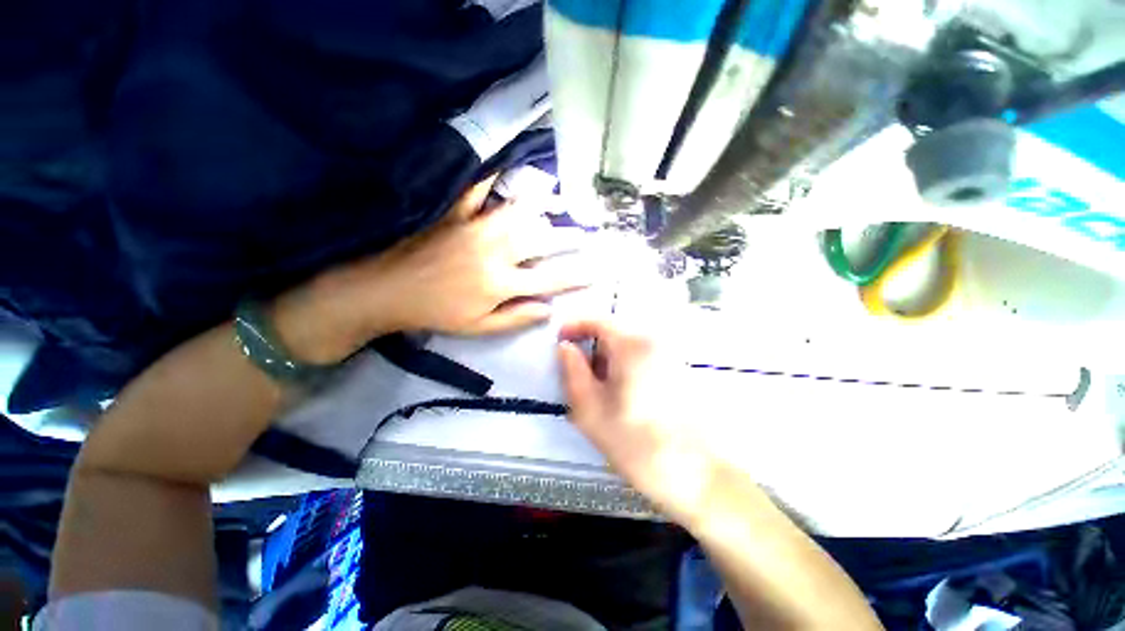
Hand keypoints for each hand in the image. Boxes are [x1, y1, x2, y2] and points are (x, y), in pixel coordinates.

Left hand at [273, 176, 591, 363]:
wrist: (387, 291)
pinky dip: (490, 178)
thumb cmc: (436, 313)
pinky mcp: (454, 213)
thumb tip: (549, 310)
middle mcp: (495, 252)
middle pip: (541, 242)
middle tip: (585, 235)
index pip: (550, 280)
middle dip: (568, 239)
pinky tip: (504, 169)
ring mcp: (475, 228)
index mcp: (501, 284)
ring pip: (517, 213)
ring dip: (541, 208)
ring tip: (558, 203)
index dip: (577, 276)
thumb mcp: (479, 328)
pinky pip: (475, 190)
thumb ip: (516, 318)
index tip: (598, 271)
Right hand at [558, 319, 715, 527]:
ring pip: (627, 347)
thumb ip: (572, 372)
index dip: (574, 325)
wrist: (701, 475)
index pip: (598, 319)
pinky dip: (624, 368)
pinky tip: (623, 398)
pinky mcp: (677, 370)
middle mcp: (653, 341)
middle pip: (613, 332)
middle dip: (590, 348)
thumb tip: (565, 348)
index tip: (558, 340)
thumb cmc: (638, 444)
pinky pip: (642, 358)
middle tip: (577, 376)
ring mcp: (669, 354)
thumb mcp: (591, 411)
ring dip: (607, 361)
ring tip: (599, 393)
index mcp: (631, 345)